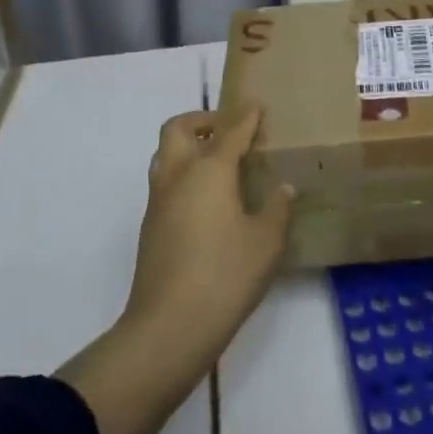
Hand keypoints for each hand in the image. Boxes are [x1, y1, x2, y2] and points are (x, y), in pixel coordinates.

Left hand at [121, 105, 293, 364]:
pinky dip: (182, 175)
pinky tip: (206, 200)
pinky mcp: (150, 226)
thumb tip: (283, 188)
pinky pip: (164, 182)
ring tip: (216, 162)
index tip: (257, 106)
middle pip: (178, 128)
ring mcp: (158, 201)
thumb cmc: (225, 276)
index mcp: (209, 170)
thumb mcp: (266, 243)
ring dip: (186, 147)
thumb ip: (276, 209)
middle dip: (201, 120)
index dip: (246, 116)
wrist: (168, 327)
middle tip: (227, 130)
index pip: (230, 131)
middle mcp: (178, 175)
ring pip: (164, 154)